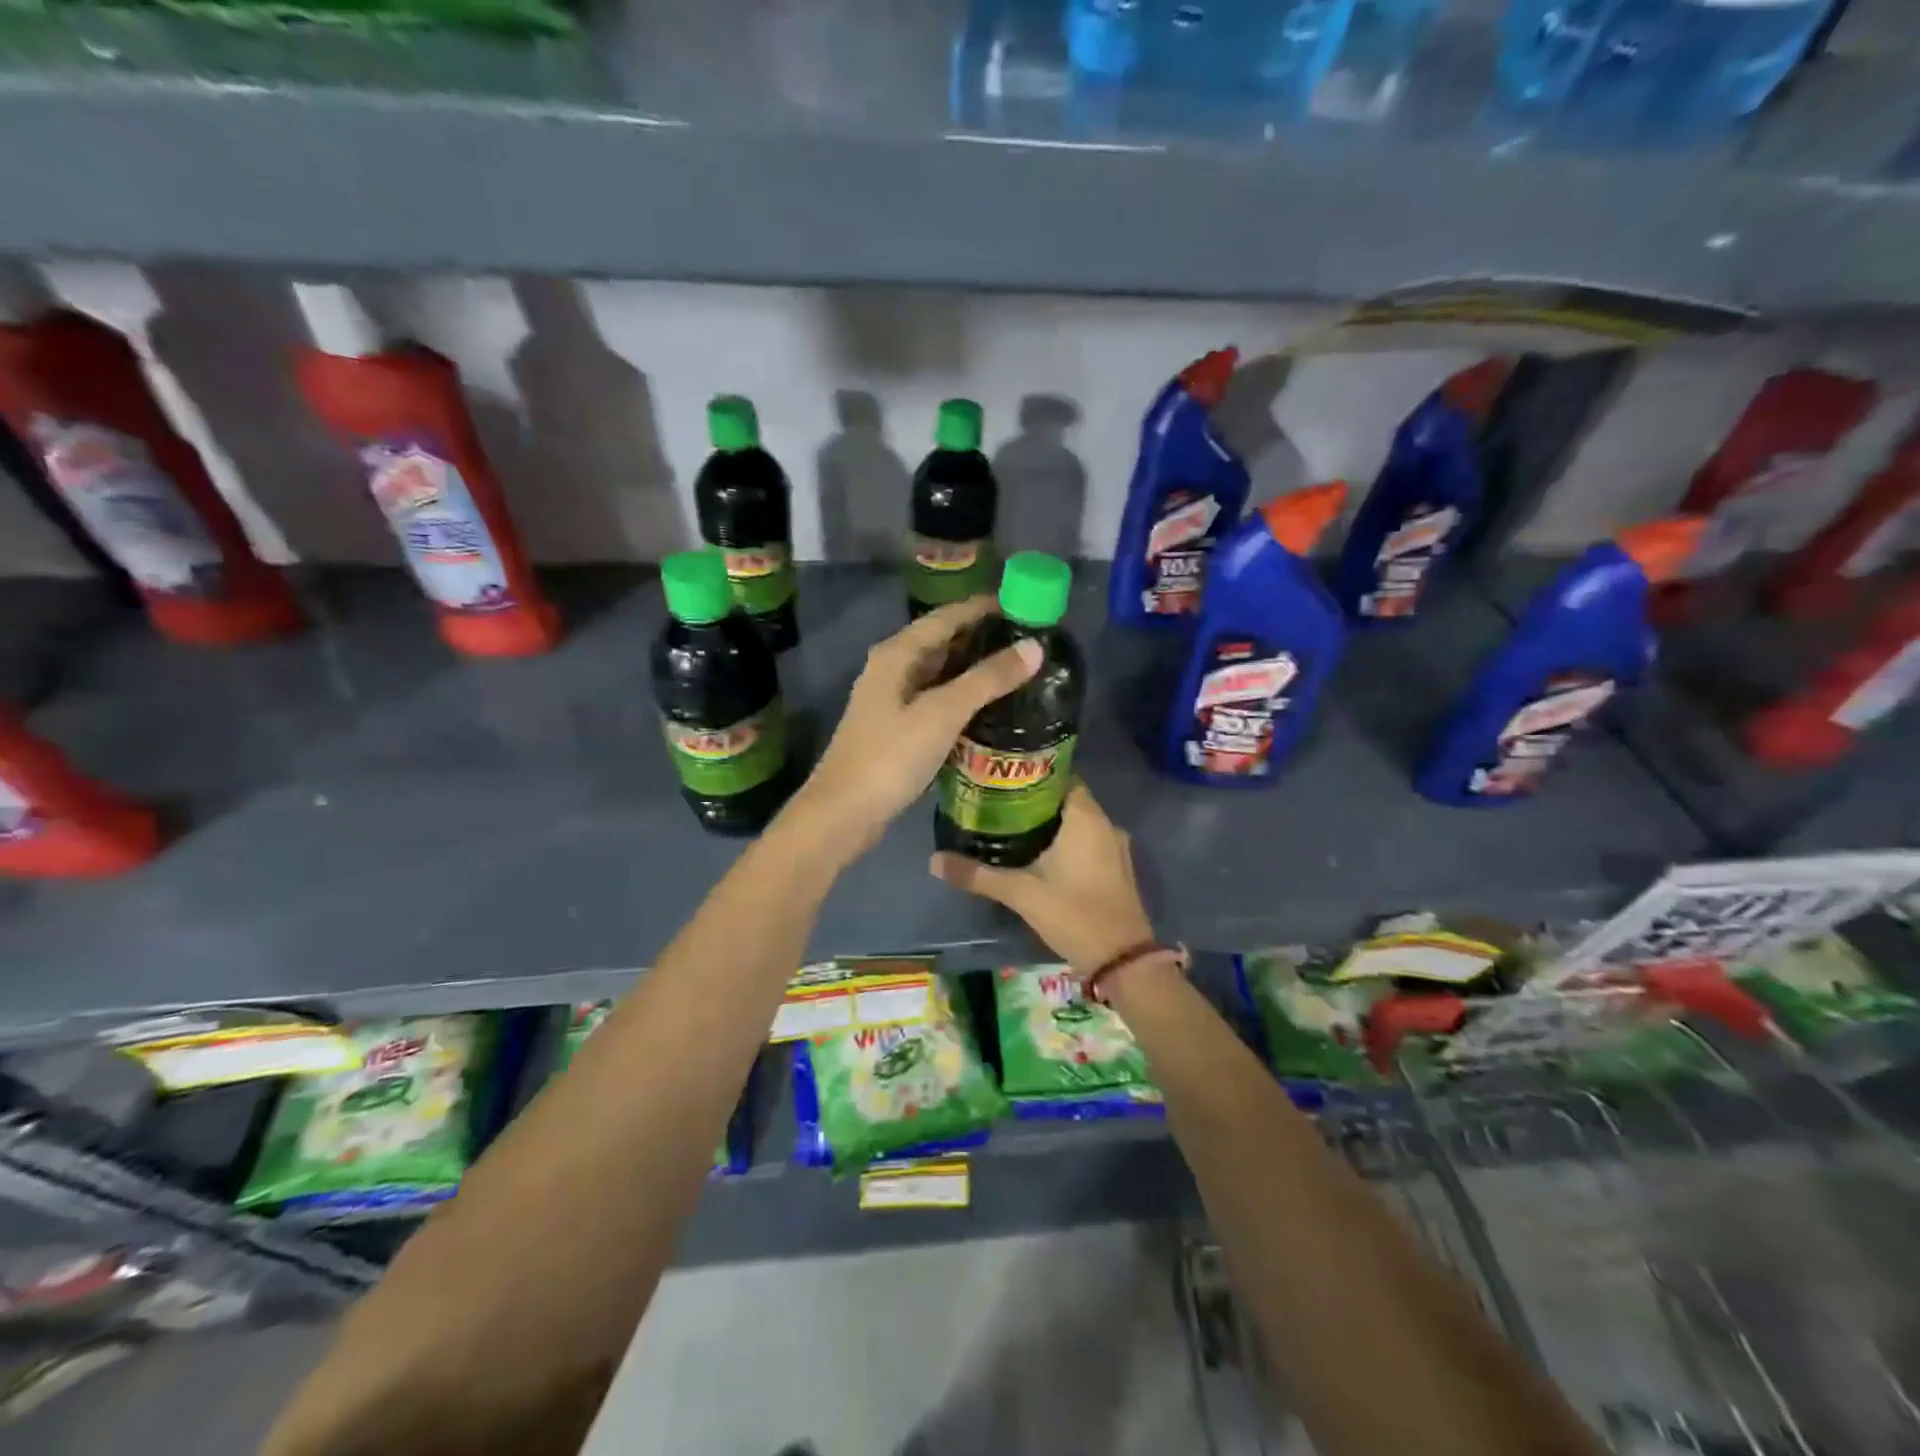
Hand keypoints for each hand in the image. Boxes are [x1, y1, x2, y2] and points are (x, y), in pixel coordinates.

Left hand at [793, 596, 1040, 855]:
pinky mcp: (898, 728)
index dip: (984, 609)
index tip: (1026, 607)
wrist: (843, 814)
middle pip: (943, 642)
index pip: (947, 617)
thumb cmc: (890, 758)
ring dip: (976, 669)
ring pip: (941, 673)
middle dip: (984, 638)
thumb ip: (987, 679)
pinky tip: (991, 708)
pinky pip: (937, 700)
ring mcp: (893, 700)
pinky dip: (964, 698)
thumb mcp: (942, 714)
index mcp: (897, 654)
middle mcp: (892, 668)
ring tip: (1020, 671)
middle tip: (1031, 642)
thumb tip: (1035, 647)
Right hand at [930, 782, 1155, 974]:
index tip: (1002, 778)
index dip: (1032, 773)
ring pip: (1078, 822)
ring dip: (1051, 823)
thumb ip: (978, 875)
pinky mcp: (1117, 868)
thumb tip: (934, 861)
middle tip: (998, 803)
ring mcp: (1115, 846)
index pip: (1060, 775)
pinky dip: (1066, 841)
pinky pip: (1088, 841)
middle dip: (1034, 800)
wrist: (1122, 959)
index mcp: (1085, 817)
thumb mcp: (1021, 893)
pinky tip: (1040, 855)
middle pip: (1066, 798)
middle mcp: (1105, 823)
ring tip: (1012, 827)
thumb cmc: (1074, 913)